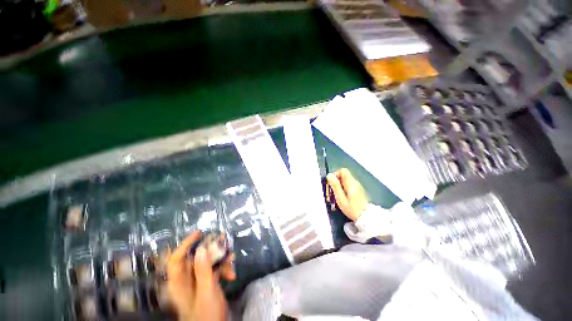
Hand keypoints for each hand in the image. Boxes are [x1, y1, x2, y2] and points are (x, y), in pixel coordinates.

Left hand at [166, 231, 235, 320]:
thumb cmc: (206, 314)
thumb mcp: (206, 291)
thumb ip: (203, 270)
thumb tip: (200, 249)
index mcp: (179, 283)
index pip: (177, 259)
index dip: (185, 245)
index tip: (199, 233)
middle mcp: (187, 280)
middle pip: (195, 258)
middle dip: (211, 249)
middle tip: (223, 241)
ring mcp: (198, 281)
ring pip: (207, 263)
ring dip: (220, 259)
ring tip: (232, 257)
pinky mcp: (207, 283)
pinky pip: (214, 270)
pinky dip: (223, 269)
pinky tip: (232, 274)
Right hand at [326, 168, 367, 220]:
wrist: (367, 218)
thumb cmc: (352, 209)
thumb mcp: (341, 198)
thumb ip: (335, 186)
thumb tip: (329, 175)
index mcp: (350, 183)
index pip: (343, 171)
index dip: (336, 174)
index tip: (331, 183)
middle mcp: (355, 182)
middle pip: (344, 175)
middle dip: (337, 180)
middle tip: (333, 190)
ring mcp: (358, 186)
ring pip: (347, 180)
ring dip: (340, 184)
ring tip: (337, 195)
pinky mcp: (359, 190)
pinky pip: (350, 185)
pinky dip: (345, 188)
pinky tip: (344, 197)